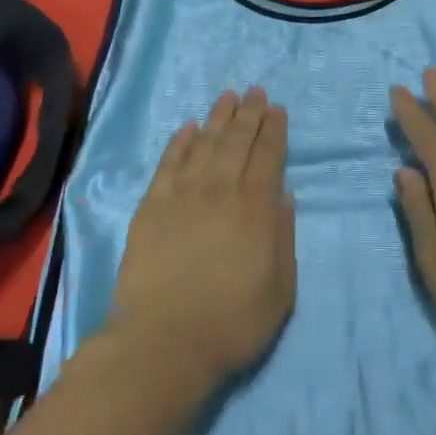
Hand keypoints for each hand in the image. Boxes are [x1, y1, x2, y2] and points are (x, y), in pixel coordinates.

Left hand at [109, 88, 295, 383]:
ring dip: (218, 118)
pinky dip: (179, 143)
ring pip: (204, 144)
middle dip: (249, 114)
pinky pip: (168, 164)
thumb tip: (284, 194)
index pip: (268, 156)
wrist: (164, 343)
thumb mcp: (280, 289)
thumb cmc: (232, 322)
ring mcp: (183, 196)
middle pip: (237, 142)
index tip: (277, 109)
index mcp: (255, 208)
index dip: (274, 130)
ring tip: (227, 97)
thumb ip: (283, 236)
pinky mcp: (152, 208)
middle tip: (255, 91)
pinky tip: (187, 127)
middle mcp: (221, 191)